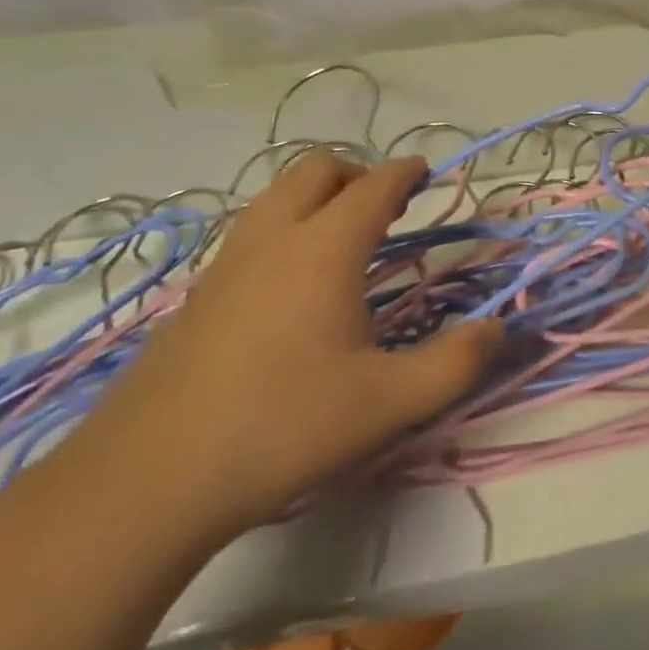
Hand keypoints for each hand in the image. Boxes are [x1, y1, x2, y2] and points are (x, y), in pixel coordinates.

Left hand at [74, 154, 500, 546]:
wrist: (150, 478)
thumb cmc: (284, 427)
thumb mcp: (389, 403)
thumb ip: (456, 363)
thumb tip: (498, 329)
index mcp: (324, 250)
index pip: (373, 187)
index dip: (405, 172)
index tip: (425, 171)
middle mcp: (273, 239)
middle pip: (316, 170)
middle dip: (357, 173)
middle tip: (386, 204)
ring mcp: (226, 264)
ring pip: (276, 197)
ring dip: (316, 196)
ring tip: (342, 235)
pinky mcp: (197, 295)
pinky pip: (251, 233)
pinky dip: (285, 228)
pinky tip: (292, 284)